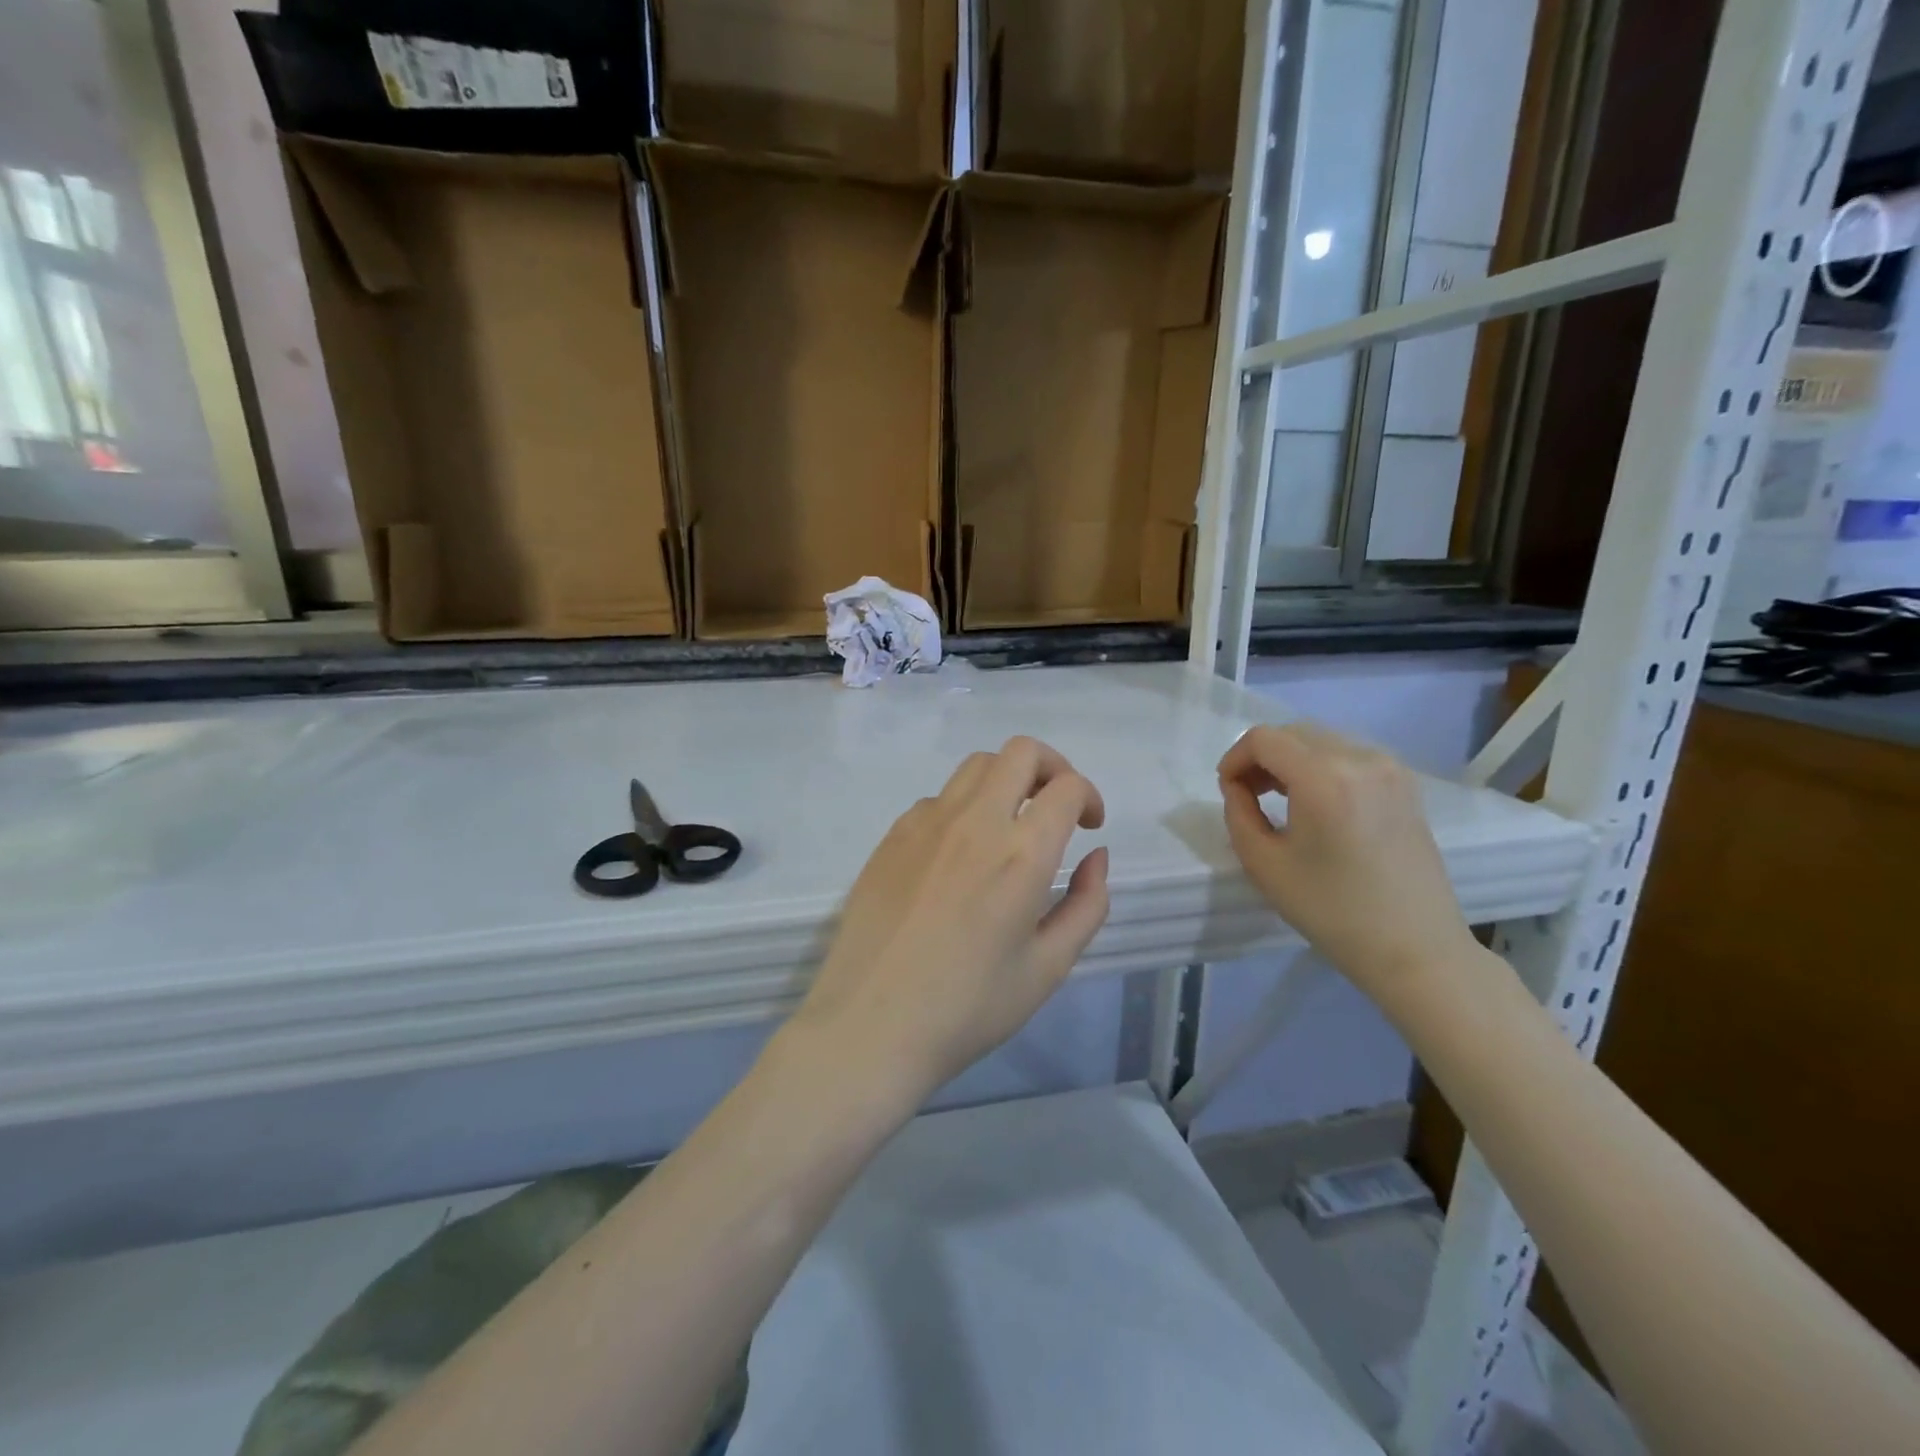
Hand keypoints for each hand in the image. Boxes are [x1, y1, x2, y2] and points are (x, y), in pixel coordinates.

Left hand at [790, 737, 1110, 1102]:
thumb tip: (1096, 856)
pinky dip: (963, 808)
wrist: (870, 1026)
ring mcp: (926, 823)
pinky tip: (959, 856)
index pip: (1066, 786)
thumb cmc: (968, 1008)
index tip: (1088, 827)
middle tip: (1055, 808)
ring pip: (976, 766)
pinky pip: (938, 799)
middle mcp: (974, 822)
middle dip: (1051, 767)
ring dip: (1006, 781)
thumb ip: (1087, 904)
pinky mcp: (892, 835)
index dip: (1089, 796)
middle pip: (1020, 752)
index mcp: (1021, 855)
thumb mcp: (1048, 968)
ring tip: (1010, 825)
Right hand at [1218, 723, 1478, 1004]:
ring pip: (1321, 741)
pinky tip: (1315, 802)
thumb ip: (1238, 813)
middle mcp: (1361, 759)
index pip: (1264, 739)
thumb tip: (1238, 786)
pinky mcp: (1405, 783)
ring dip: (1290, 759)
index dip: (1235, 758)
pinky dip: (1321, 766)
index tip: (1227, 790)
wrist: (1414, 948)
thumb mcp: (1264, 864)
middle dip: (1261, 757)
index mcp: (1325, 778)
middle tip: (1247, 794)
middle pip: (1293, 733)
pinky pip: (1349, 755)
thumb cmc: (1331, 911)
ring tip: (1279, 798)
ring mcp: (1390, 768)